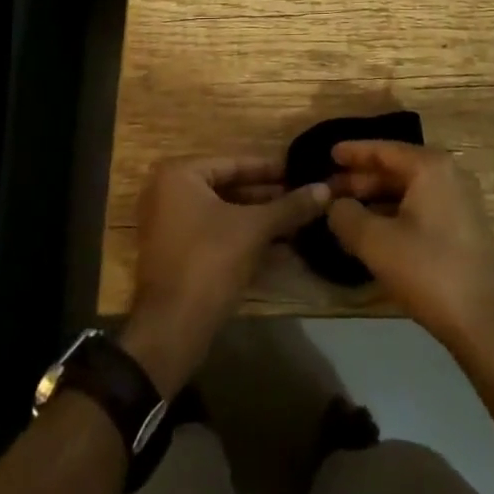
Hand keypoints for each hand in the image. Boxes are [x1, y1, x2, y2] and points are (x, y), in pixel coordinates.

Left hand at [120, 158, 328, 396]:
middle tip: (301, 196)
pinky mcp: (174, 254)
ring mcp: (167, 225)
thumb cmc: (208, 262)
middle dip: (265, 196)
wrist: (170, 330)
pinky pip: (212, 234)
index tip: (298, 171)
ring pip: (221, 213)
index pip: (233, 163)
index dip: (269, 169)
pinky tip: (277, 246)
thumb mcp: (254, 229)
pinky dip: (240, 237)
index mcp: (179, 175)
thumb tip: (326, 189)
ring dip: (257, 218)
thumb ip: (289, 207)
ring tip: (296, 220)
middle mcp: (167, 192)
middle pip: (226, 187)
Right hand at [326, 142, 493, 356]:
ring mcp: (462, 203)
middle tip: (330, 190)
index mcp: (431, 168)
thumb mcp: (376, 242)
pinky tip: (375, 232)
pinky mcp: (465, 229)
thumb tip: (335, 205)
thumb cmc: (429, 271)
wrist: (487, 325)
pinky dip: (396, 214)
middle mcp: (450, 176)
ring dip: (377, 199)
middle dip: (362, 180)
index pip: (384, 149)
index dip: (353, 152)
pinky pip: (422, 209)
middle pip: (397, 169)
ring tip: (346, 212)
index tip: (329, 153)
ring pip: (409, 191)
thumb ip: (346, 216)